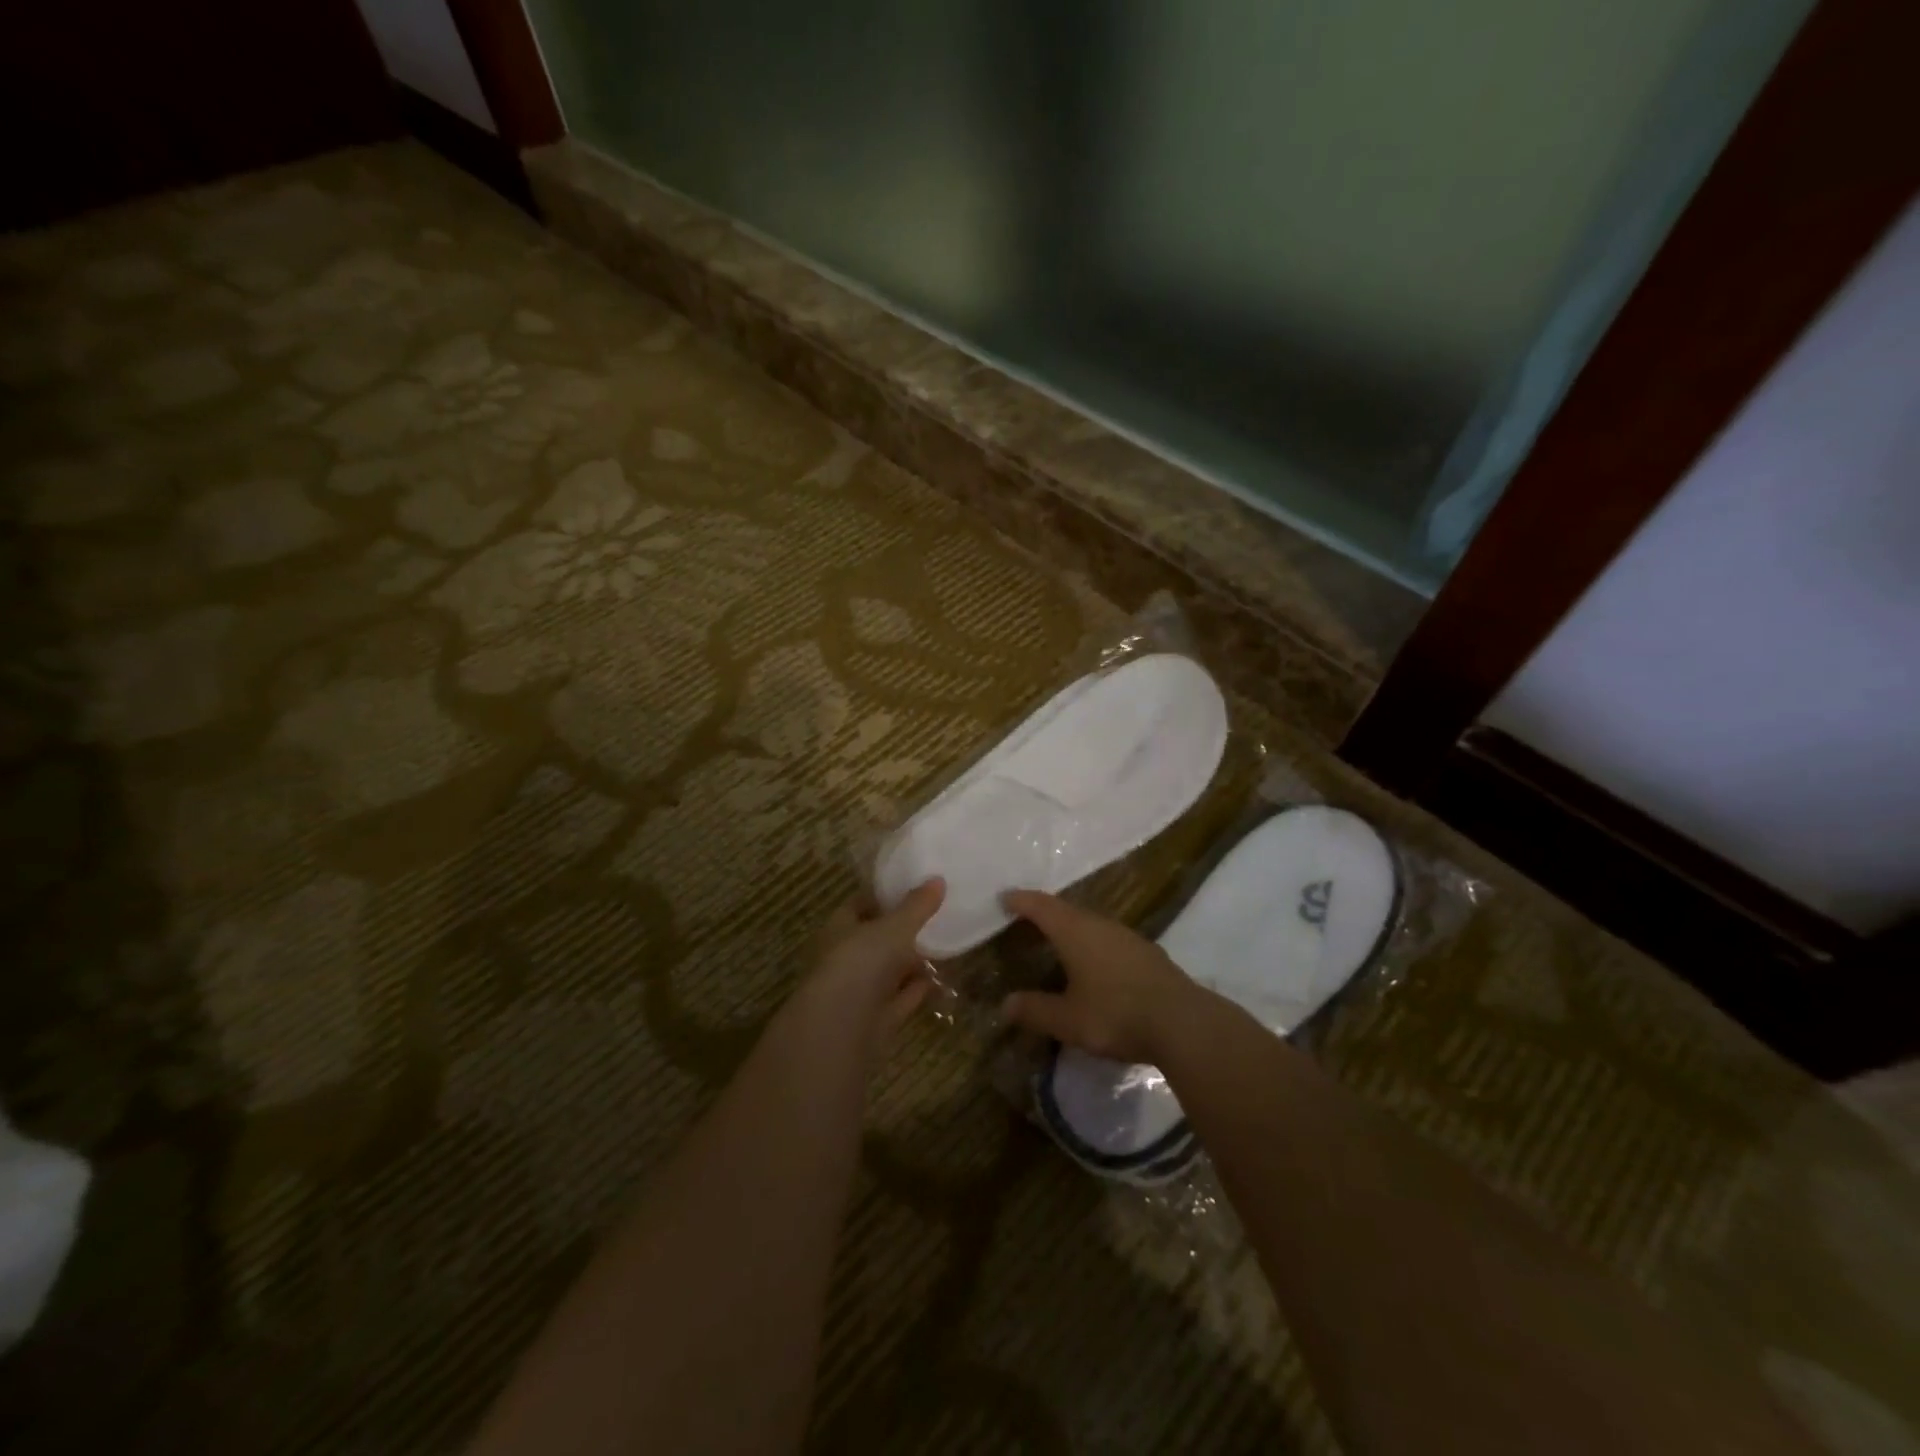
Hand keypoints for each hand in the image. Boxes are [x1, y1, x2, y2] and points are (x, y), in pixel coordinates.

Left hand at [805, 878, 944, 1045]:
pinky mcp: (874, 1021)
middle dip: (901, 932)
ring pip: (888, 972)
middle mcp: (844, 959)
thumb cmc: (860, 964)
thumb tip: (937, 880)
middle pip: (875, 940)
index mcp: (839, 929)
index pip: (859, 906)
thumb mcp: (894, 928)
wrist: (841, 1030)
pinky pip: (900, 1000)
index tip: (913, 889)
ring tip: (942, 948)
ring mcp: (858, 992)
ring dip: (911, 963)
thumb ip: (916, 906)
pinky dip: (916, 991)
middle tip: (935, 918)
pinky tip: (936, 981)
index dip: (883, 897)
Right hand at [998, 891, 1195, 1062]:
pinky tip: (1095, 965)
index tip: (1005, 897)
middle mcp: (1101, 925)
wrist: (1183, 1023)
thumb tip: (1006, 1004)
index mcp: (1075, 931)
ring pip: (1091, 924)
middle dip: (1045, 913)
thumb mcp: (1068, 1019)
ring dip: (1072, 929)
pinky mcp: (1148, 954)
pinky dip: (1093, 945)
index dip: (1021, 900)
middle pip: (1067, 911)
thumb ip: (1036, 1010)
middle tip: (1027, 920)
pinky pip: (1109, 940)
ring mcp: (1128, 937)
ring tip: (1058, 942)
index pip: (1041, 906)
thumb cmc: (1116, 1014)